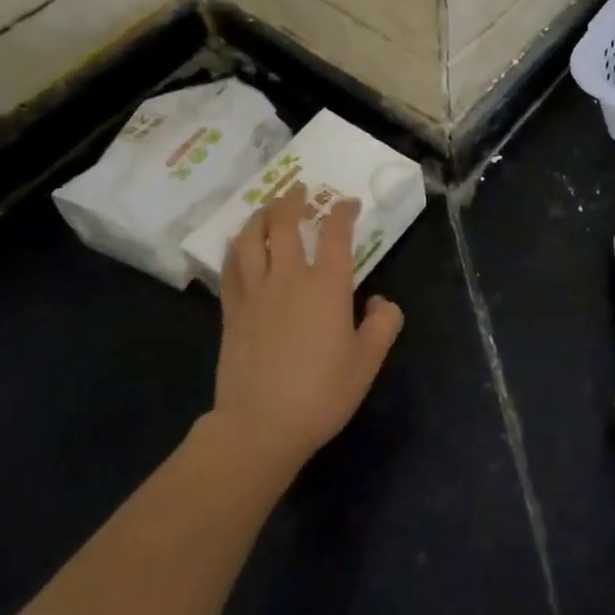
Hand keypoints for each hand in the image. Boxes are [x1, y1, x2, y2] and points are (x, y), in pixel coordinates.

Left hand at [212, 181, 404, 477]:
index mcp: (327, 286)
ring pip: (252, 238)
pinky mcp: (231, 311)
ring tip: (267, 208)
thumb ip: (384, 325)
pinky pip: (230, 267)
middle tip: (300, 189)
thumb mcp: (368, 362)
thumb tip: (380, 302)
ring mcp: (255, 292)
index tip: (349, 203)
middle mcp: (289, 278)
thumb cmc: (321, 394)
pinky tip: (240, 246)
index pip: (336, 233)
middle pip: (285, 224)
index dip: (343, 211)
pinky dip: (237, 247)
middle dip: (294, 200)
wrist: (260, 426)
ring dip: (260, 216)